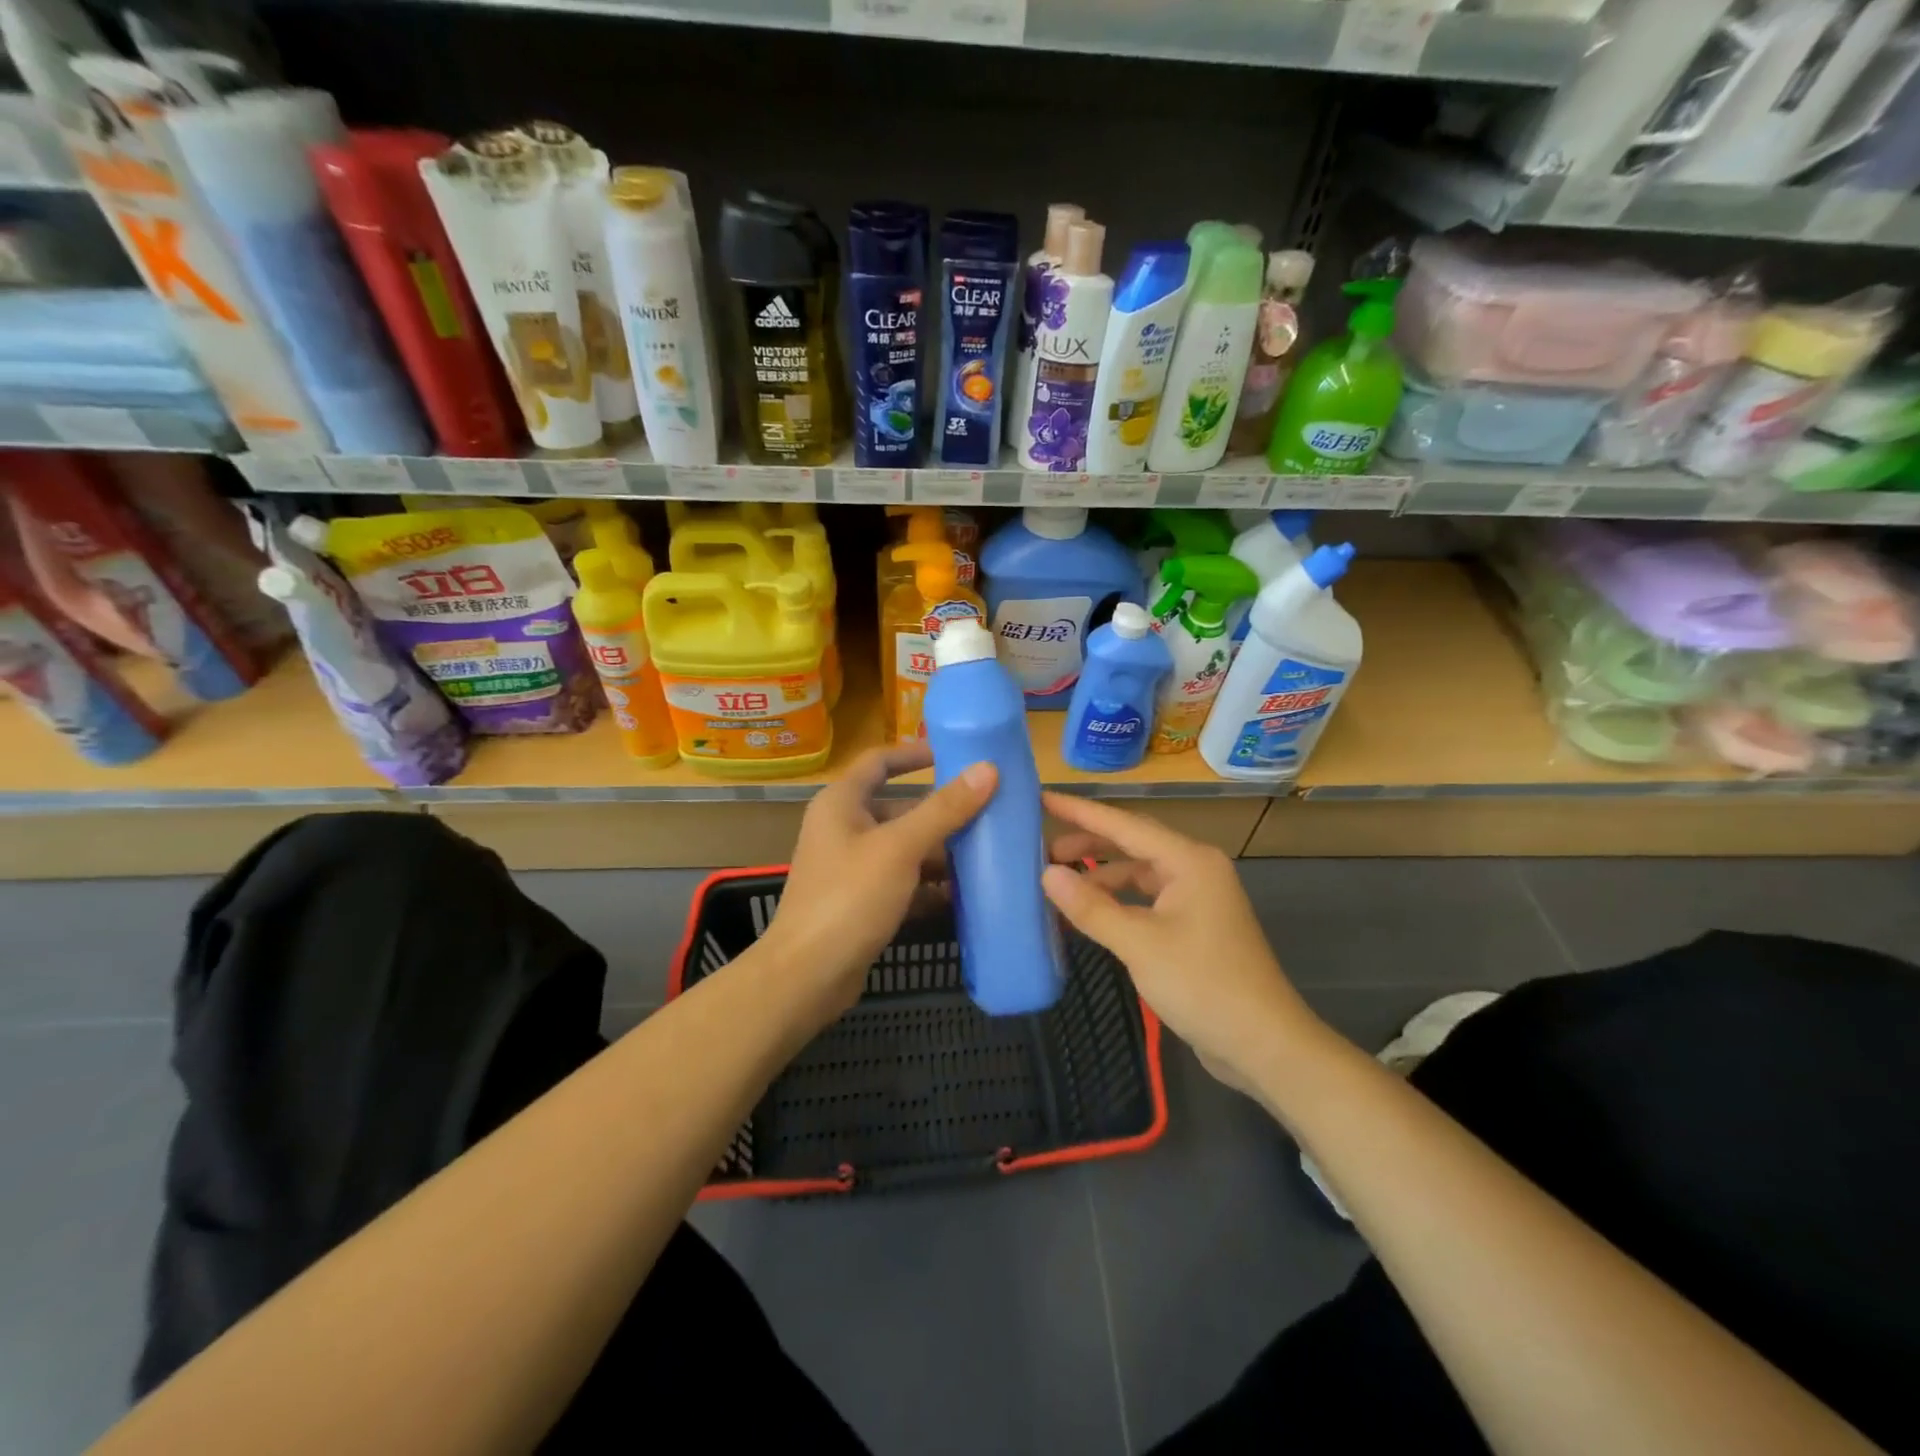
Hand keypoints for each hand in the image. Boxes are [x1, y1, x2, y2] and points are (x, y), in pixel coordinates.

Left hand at [764, 742, 996, 1017]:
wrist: (807, 976)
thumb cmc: (849, 897)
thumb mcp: (900, 848)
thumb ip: (944, 810)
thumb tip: (987, 769)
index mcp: (841, 803)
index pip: (880, 761)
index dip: (915, 754)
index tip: (956, 755)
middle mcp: (843, 829)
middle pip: (899, 809)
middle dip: (941, 813)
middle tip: (989, 812)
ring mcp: (851, 868)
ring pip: (904, 848)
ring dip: (941, 852)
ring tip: (987, 854)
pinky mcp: (860, 902)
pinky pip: (902, 882)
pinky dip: (929, 886)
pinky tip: (964, 895)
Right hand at [1040, 792, 1319, 1092]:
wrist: (1264, 1044)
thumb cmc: (1204, 985)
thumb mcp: (1140, 944)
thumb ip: (1091, 907)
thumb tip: (1046, 875)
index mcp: (1188, 860)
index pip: (1123, 824)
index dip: (1079, 811)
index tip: (1041, 798)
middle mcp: (1194, 869)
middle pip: (1131, 844)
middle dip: (1087, 844)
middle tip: (1042, 852)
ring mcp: (1197, 898)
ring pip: (1138, 874)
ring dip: (1100, 878)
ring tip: (1059, 887)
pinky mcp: (1194, 925)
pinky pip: (1146, 900)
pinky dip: (1117, 903)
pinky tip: (1090, 916)